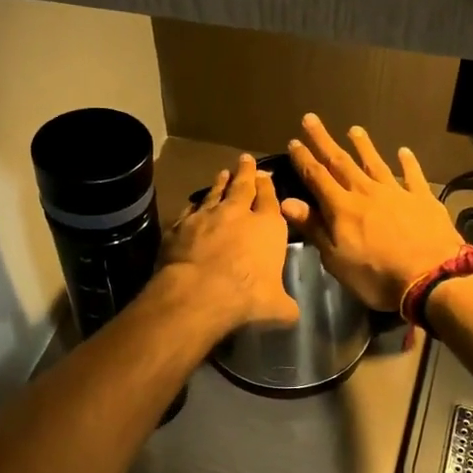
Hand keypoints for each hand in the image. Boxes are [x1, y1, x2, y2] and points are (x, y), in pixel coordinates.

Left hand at [156, 154, 300, 335]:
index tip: (266, 175)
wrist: (198, 293)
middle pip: (243, 186)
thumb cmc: (247, 297)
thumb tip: (292, 313)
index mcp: (268, 227)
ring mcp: (206, 217)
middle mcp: (238, 214)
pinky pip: (190, 211)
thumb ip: (286, 306)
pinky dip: (194, 206)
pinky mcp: (180, 226)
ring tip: (223, 173)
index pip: (270, 199)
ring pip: (215, 193)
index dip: (269, 187)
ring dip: (220, 182)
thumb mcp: (277, 308)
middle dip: (246, 172)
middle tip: (245, 159)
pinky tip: (194, 205)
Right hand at [283, 115, 465, 311]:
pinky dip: (407, 162)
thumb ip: (313, 227)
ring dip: (363, 145)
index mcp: (342, 207)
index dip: (303, 159)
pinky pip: (413, 175)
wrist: (431, 277)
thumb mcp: (336, 259)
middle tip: (312, 119)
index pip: (317, 177)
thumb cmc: (377, 275)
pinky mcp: (422, 199)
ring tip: (354, 129)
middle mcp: (366, 192)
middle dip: (324, 141)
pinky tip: (404, 151)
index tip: (293, 141)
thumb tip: (286, 202)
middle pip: (341, 162)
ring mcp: (396, 192)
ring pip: (375, 163)